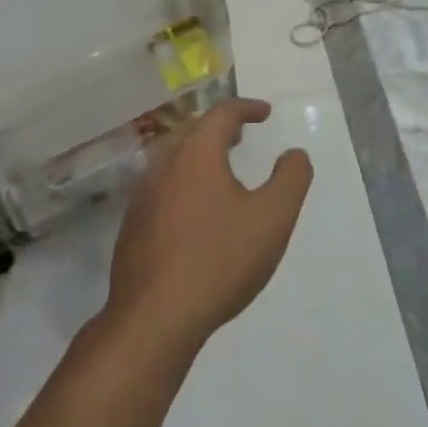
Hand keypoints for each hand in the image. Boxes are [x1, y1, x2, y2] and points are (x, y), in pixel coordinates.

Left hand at [107, 98, 312, 356]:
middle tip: (242, 136)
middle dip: (220, 129)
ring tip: (221, 169)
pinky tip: (194, 211)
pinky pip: (161, 187)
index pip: (222, 114)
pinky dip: (182, 182)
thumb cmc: (219, 260)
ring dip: (198, 155)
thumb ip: (290, 179)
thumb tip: (295, 154)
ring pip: (173, 159)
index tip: (265, 113)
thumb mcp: (272, 219)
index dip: (246, 108)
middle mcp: (164, 165)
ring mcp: (142, 196)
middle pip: (192, 131)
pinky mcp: (131, 226)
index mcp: (196, 154)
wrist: (154, 318)